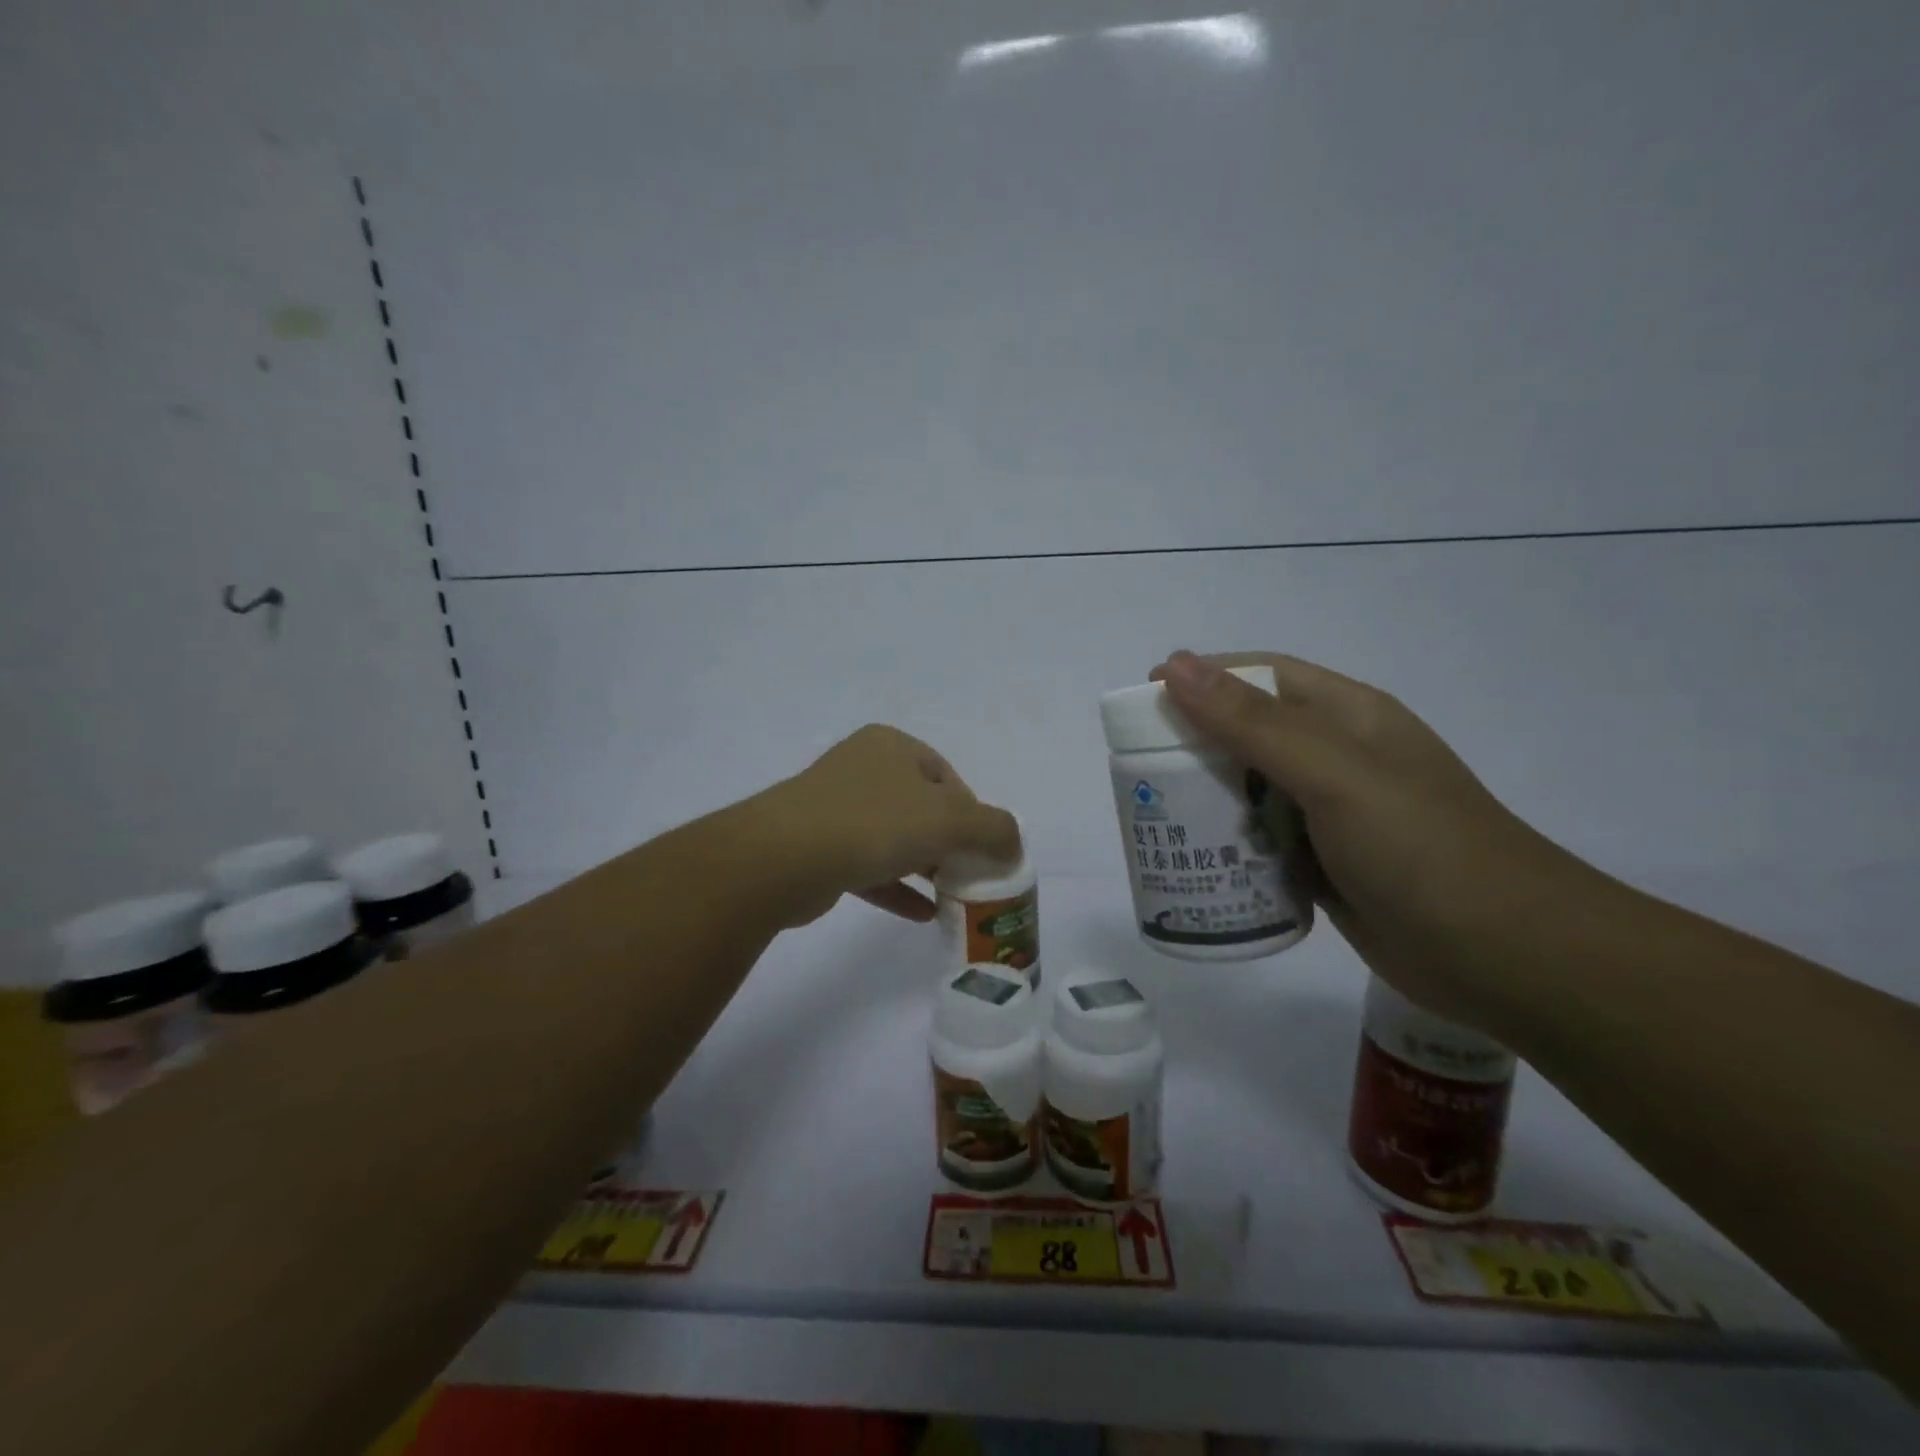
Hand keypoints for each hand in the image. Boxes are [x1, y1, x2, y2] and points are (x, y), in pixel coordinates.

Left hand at [752, 724, 1020, 929]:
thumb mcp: (950, 819)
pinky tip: (923, 915)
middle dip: (950, 842)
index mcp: (892, 746)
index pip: (947, 777)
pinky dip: (897, 887)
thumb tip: (1014, 844)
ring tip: (953, 896)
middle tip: (970, 875)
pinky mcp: (818, 848)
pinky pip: (869, 866)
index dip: (973, 813)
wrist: (783, 858)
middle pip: (921, 806)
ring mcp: (835, 808)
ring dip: (925, 866)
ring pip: (894, 836)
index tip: (984, 849)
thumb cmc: (875, 822)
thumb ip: (994, 829)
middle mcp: (862, 768)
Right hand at [1153, 650, 1574, 1026]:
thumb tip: (1176, 665)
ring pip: (1249, 790)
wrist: (1507, 959)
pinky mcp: (1323, 864)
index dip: (1202, 678)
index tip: (1144, 700)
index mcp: (1347, 717)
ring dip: (1205, 798)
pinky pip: (1260, 841)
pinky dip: (1226, 845)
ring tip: (1152, 816)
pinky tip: (1194, 860)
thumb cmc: (1421, 849)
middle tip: (1137, 770)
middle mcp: (1336, 758)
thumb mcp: (1334, 775)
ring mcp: (1331, 814)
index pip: (1261, 677)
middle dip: (1191, 744)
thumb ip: (1253, 722)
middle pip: (1247, 734)